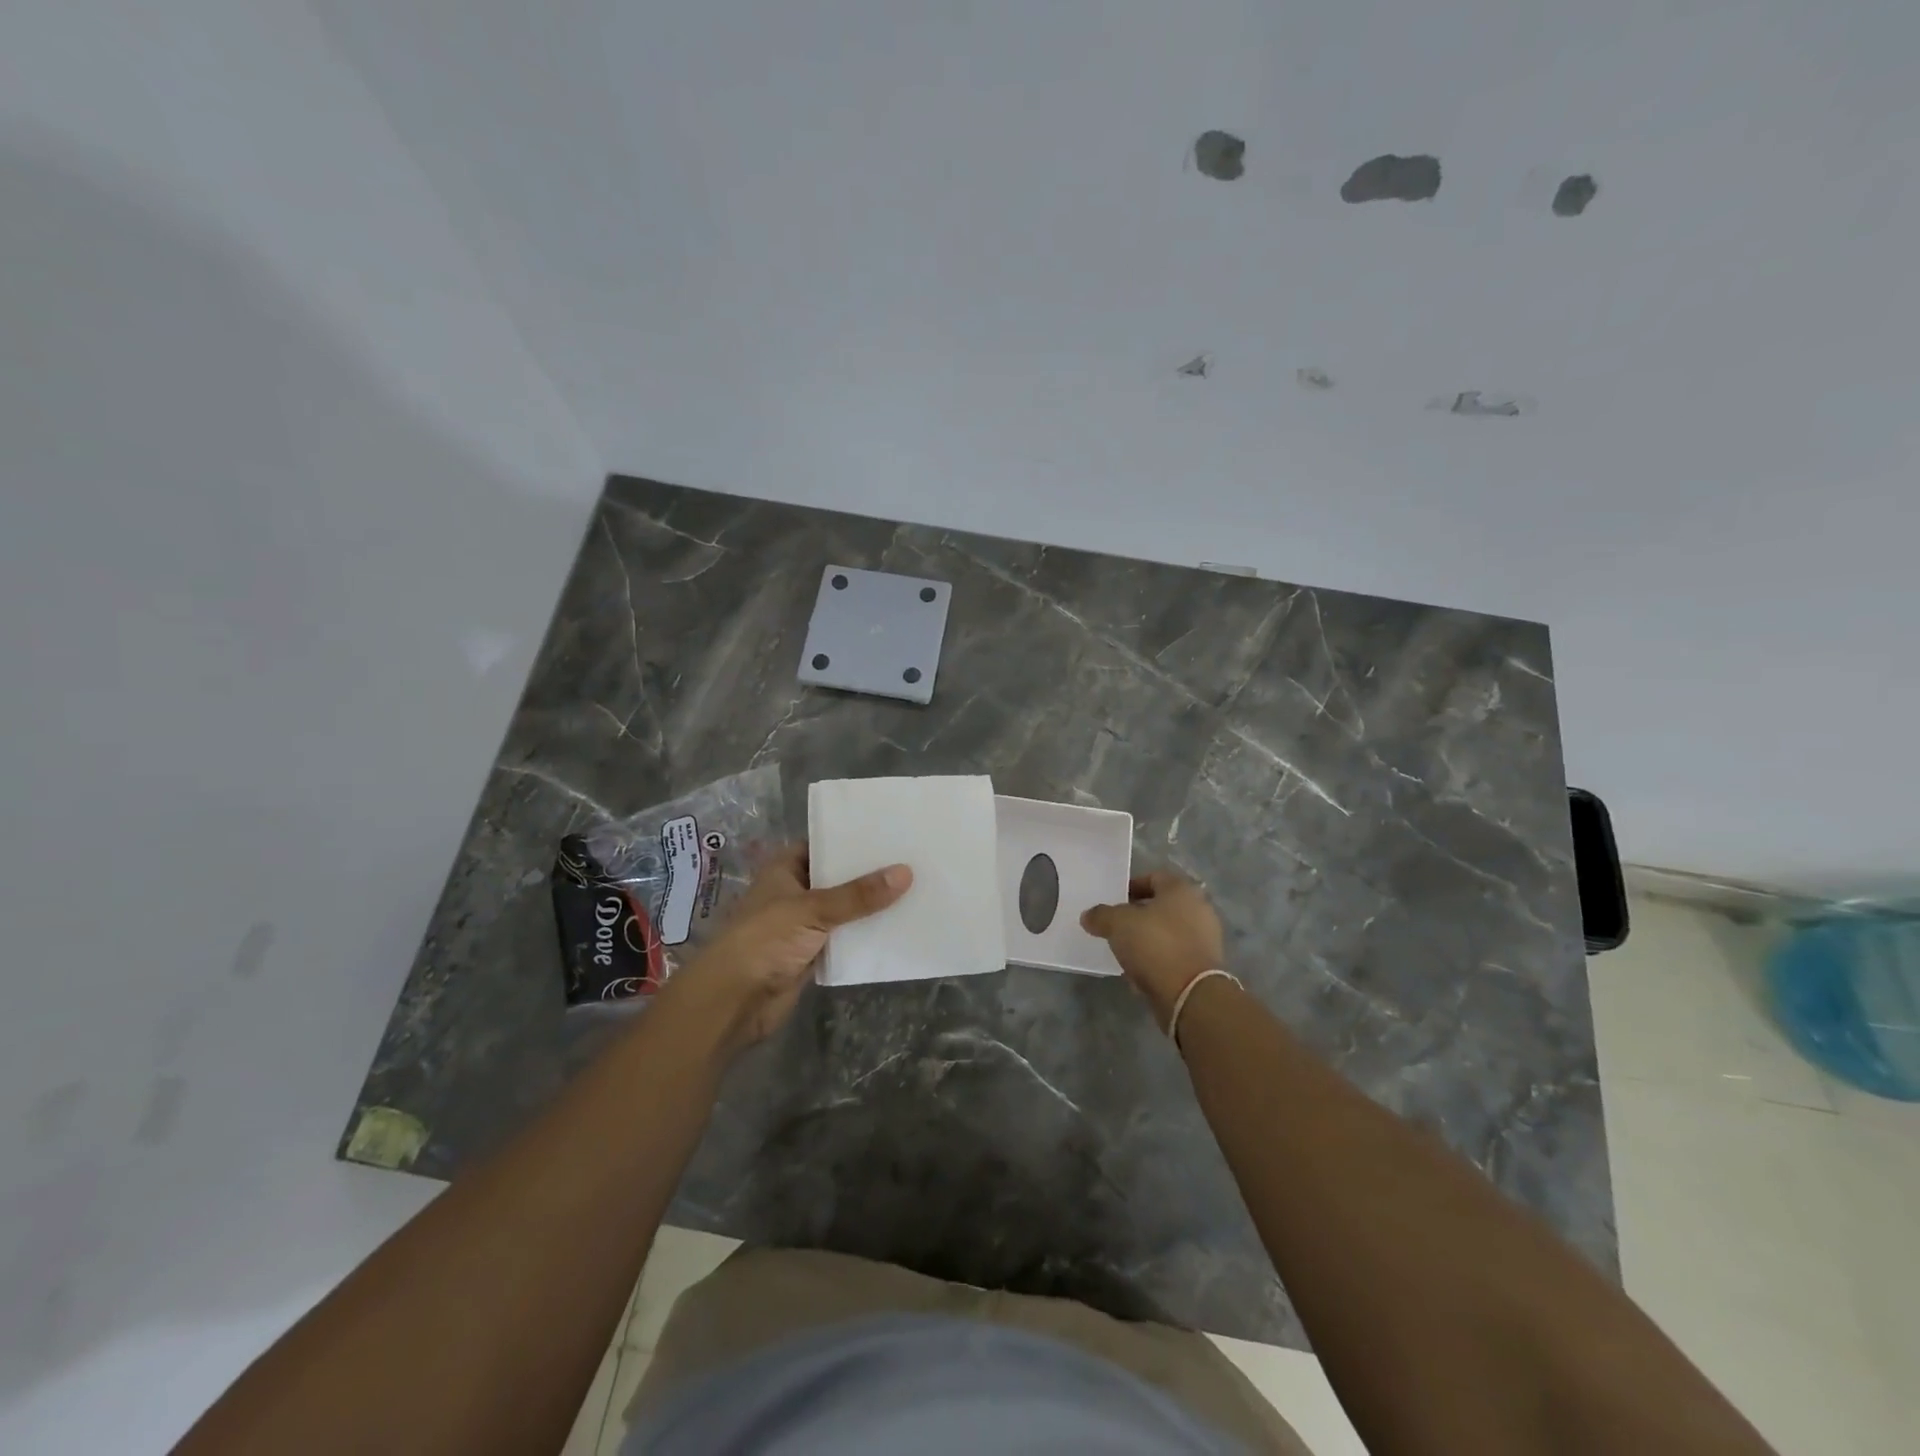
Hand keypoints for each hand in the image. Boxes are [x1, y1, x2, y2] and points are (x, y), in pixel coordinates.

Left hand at [658, 844, 910, 1053]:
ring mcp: (802, 925)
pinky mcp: (811, 955)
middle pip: (837, 878)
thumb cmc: (765, 940)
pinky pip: (844, 939)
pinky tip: (898, 927)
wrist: (733, 1001)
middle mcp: (794, 892)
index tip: (889, 832)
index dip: (852, 839)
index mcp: (784, 869)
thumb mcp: (813, 909)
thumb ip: (859, 895)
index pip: (823, 844)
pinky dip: (864, 936)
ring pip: (843, 910)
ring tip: (915, 889)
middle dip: (868, 874)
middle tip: (912, 859)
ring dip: (870, 907)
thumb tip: (906, 872)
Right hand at [1081, 869, 1224, 1030]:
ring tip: (1124, 951)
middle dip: (1138, 915)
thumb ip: (1101, 915)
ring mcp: (1206, 939)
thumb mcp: (1118, 924)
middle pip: (1162, 906)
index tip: (1113, 901)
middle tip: (1116, 925)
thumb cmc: (1156, 945)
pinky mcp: (1205, 967)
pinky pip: (1175, 956)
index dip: (1131, 886)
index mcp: (1182, 890)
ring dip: (1148, 939)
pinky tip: (1139, 972)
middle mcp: (1199, 909)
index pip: (1154, 877)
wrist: (1191, 995)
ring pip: (1168, 932)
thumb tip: (1089, 915)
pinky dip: (1158, 960)